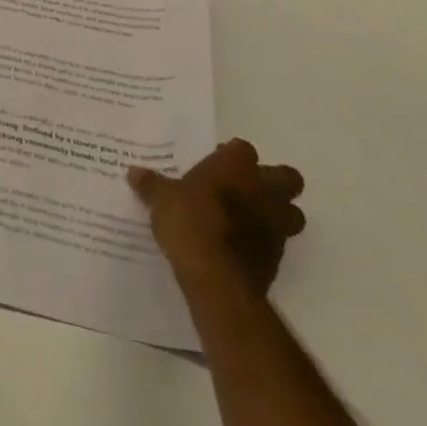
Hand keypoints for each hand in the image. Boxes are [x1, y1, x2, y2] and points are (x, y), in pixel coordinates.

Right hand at [129, 139, 305, 299]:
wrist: (216, 276)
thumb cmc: (190, 221)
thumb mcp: (161, 198)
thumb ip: (152, 184)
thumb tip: (134, 173)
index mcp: (236, 165)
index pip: (242, 148)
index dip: (230, 156)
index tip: (214, 165)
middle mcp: (264, 190)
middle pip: (286, 178)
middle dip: (272, 182)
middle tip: (244, 189)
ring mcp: (277, 225)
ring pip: (292, 213)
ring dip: (276, 215)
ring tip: (247, 220)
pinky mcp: (278, 258)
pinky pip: (277, 243)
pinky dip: (263, 242)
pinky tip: (240, 247)